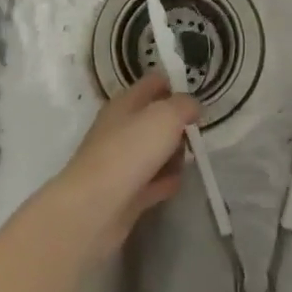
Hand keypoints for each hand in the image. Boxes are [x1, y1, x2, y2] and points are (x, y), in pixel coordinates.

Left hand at [55, 73, 196, 257]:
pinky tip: (175, 185)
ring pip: (155, 151)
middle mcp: (120, 128)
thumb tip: (192, 107)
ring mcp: (121, 162)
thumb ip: (184, 105)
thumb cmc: (130, 151)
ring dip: (173, 156)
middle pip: (155, 119)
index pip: (153, 83)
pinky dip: (164, 182)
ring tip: (185, 161)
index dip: (175, 85)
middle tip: (194, 134)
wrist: (94, 208)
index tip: (197, 98)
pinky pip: (152, 181)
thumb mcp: (165, 116)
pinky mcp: (125, 193)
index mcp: (125, 103)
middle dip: (178, 126)